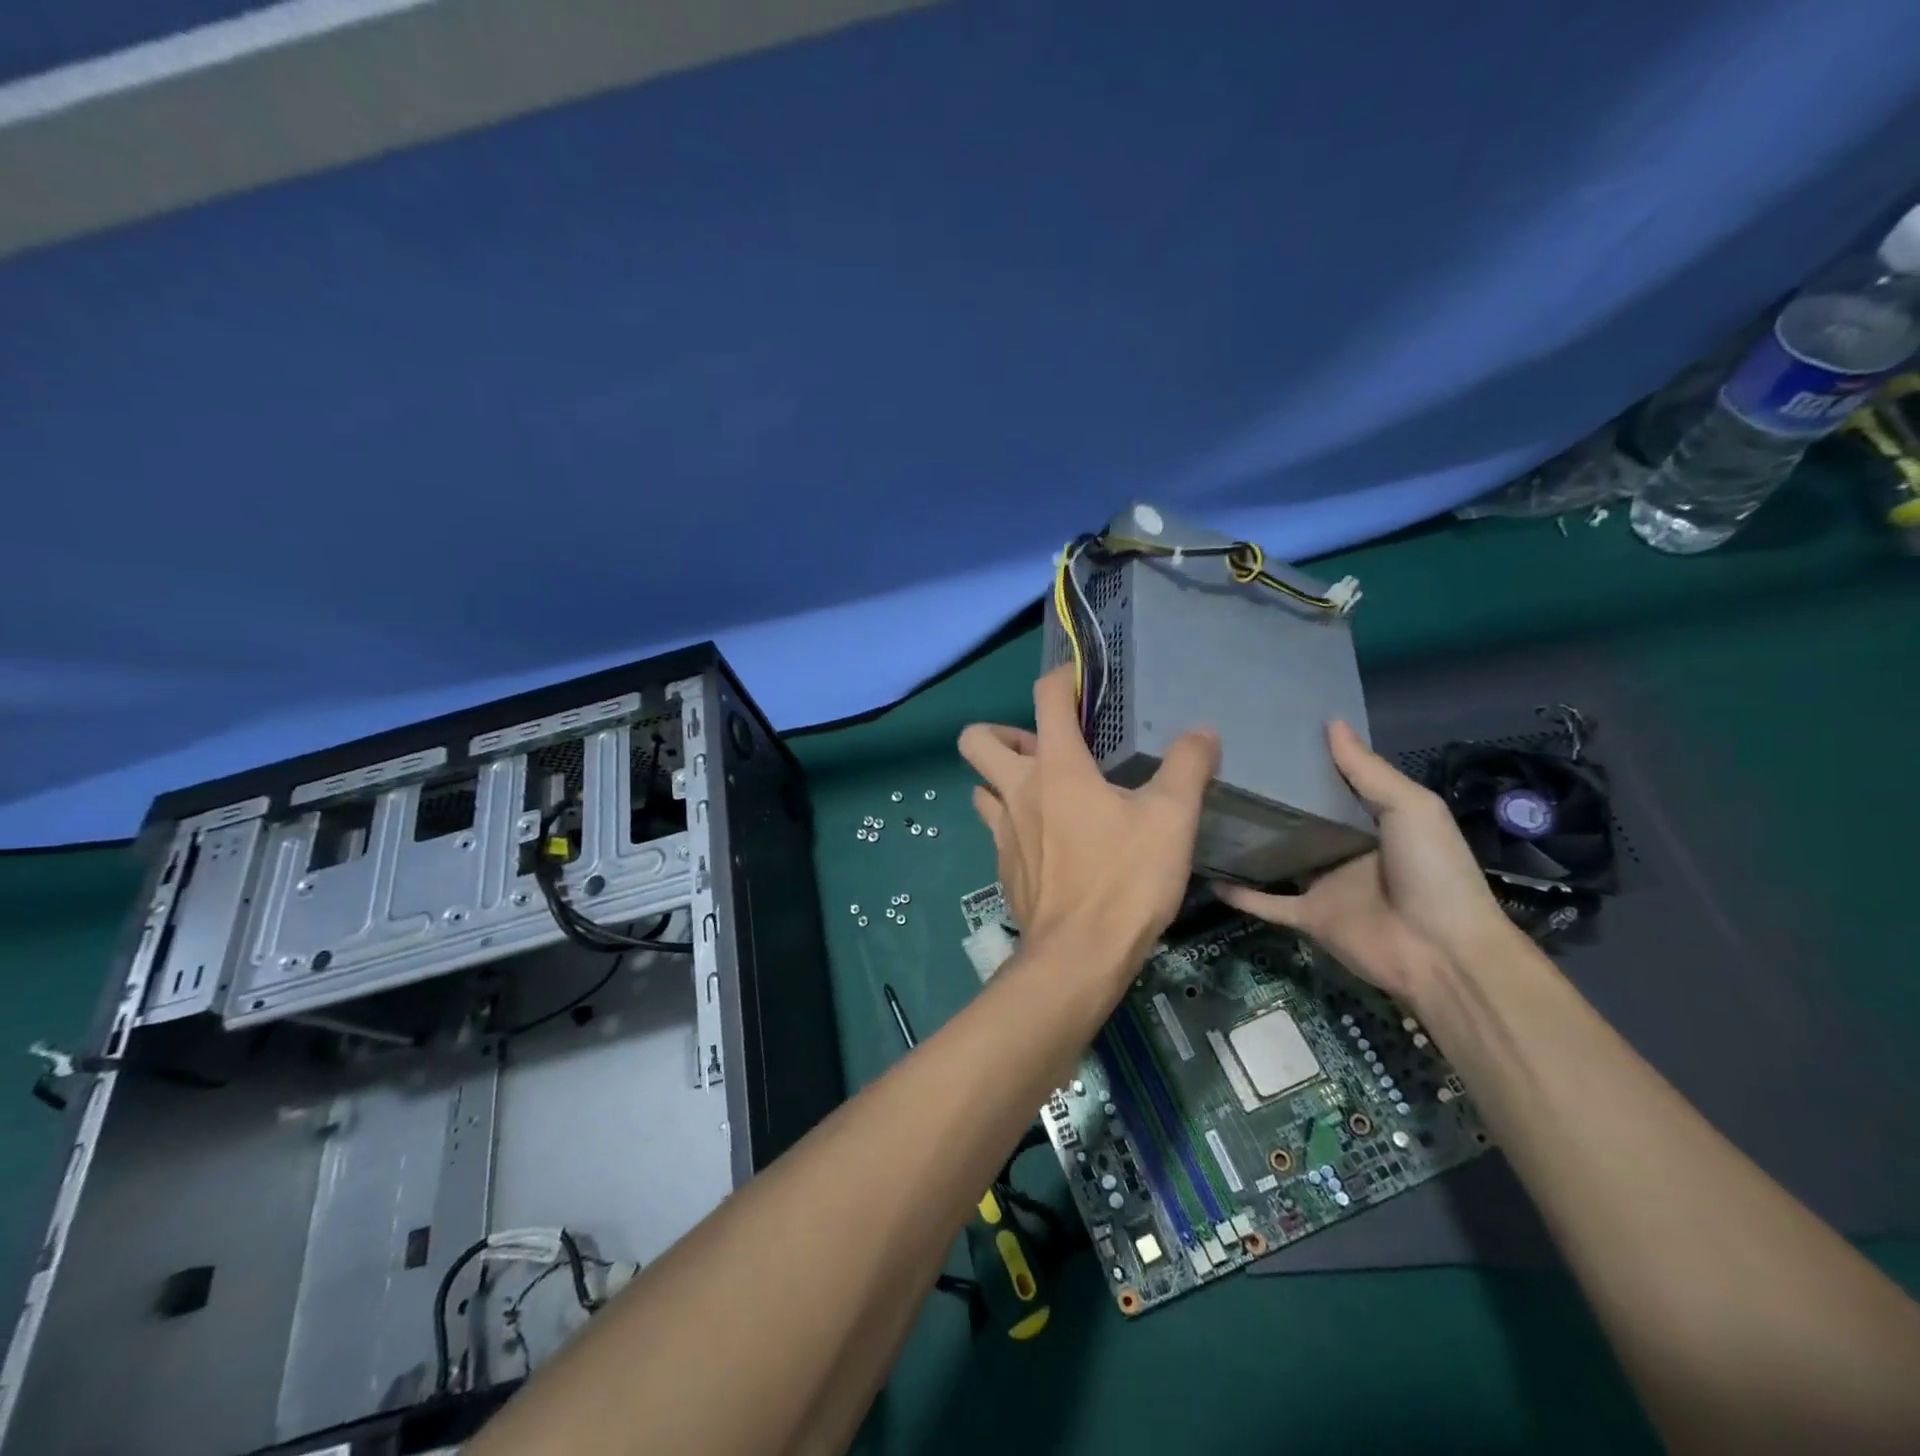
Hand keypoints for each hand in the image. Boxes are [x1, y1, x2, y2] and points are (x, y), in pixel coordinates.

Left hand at [959, 665, 1218, 985]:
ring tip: (1043, 792)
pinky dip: (1014, 823)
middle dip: (1003, 732)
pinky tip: (1049, 842)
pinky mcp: (1002, 867)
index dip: (1061, 678)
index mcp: (1056, 768)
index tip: (1081, 681)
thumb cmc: (1125, 881)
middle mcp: (1017, 791)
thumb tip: (1201, 732)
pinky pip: (995, 829)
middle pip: (976, 740)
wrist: (1078, 956)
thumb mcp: (1172, 820)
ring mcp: (1002, 831)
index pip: (1046, 698)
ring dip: (1003, 780)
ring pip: (980, 787)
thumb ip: (1187, 767)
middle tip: (1043, 748)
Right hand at [1214, 721, 1510, 1000]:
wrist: (1442, 952)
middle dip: (1268, 799)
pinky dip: (1241, 895)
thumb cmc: (1432, 871)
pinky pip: (1267, 903)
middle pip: (1298, 820)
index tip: (1265, 738)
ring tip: (1207, 815)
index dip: (1304, 763)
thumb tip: (1331, 722)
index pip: (1332, 786)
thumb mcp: (1410, 808)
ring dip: (1249, 843)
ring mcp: (1325, 885)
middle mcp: (1345, 850)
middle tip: (1222, 770)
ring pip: (1277, 859)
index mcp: (1373, 822)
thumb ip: (1367, 770)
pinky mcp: (1309, 917)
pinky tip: (1209, 877)